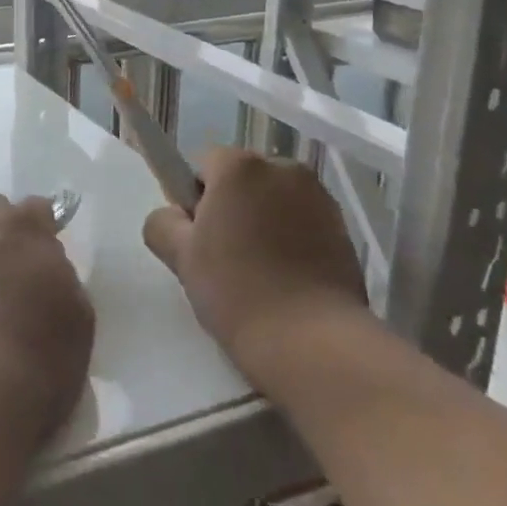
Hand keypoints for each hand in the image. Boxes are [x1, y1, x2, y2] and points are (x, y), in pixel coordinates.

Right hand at [143, 148, 367, 364]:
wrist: (312, 342)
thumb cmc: (236, 291)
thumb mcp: (180, 257)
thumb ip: (163, 222)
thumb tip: (175, 217)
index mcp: (240, 167)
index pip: (203, 164)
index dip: (194, 197)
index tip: (197, 236)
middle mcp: (283, 169)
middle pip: (242, 178)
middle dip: (231, 205)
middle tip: (223, 255)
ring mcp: (319, 197)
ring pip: (273, 199)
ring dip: (262, 220)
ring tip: (258, 269)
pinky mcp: (344, 228)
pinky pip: (301, 220)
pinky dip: (291, 237)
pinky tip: (286, 276)